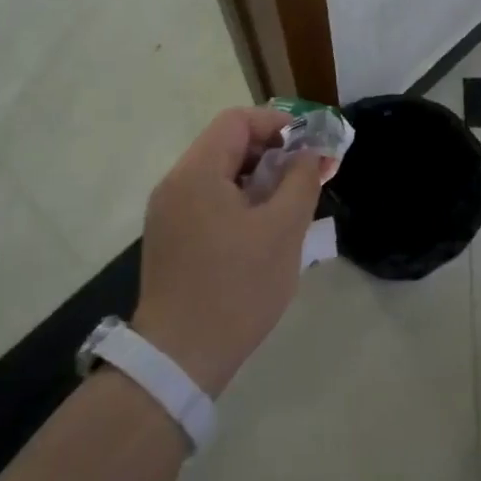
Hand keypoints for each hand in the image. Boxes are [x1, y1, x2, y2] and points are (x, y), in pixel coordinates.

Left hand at [132, 107, 323, 395]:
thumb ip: (301, 180)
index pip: (238, 121)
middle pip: (227, 144)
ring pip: (220, 174)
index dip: (279, 123)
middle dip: (273, 152)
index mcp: (196, 173)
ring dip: (259, 178)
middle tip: (309, 175)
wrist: (180, 359)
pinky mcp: (171, 238)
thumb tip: (309, 153)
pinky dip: (241, 200)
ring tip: (293, 203)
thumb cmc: (237, 288)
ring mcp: (168, 213)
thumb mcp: (283, 230)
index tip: (311, 146)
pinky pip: (209, 200)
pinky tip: (265, 228)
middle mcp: (175, 184)